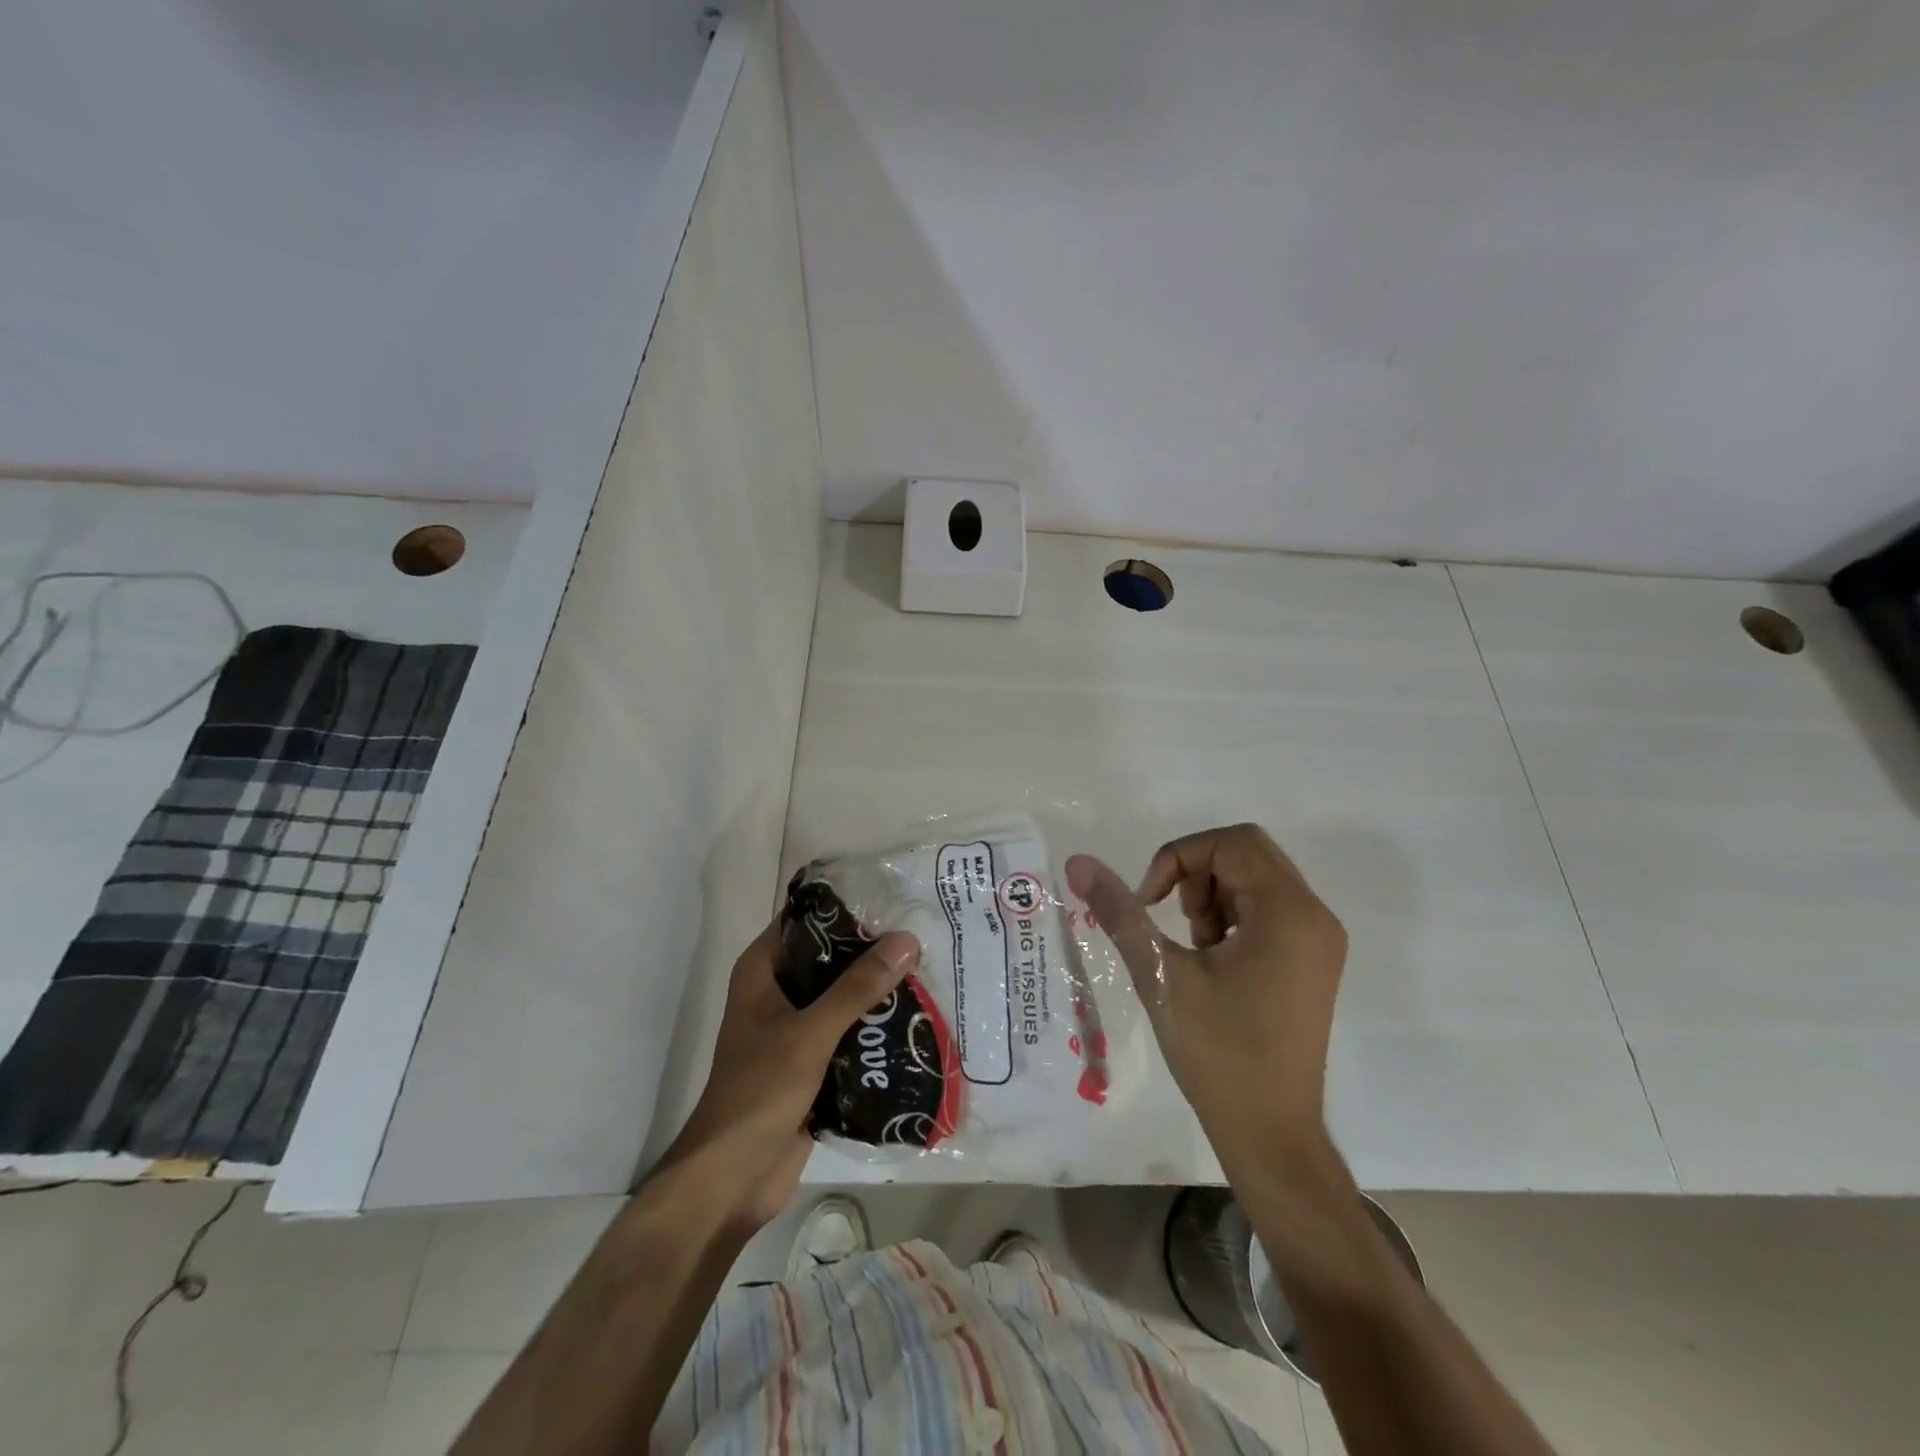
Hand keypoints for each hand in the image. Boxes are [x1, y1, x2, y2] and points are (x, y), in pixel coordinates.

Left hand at [659, 918, 919, 1231]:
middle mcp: (778, 992)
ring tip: (929, 969)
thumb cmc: (759, 1092)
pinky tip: (916, 1017)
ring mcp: (795, 1029)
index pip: (804, 919)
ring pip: (842, 995)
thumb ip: (857, 988)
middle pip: (829, 957)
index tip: (891, 897)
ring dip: (878, 989)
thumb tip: (906, 940)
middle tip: (922, 935)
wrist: (733, 1180)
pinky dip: (875, 1026)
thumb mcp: (810, 1033)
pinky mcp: (813, 1063)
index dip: (843, 906)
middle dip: (871, 950)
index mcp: (762, 972)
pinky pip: (849, 1032)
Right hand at [1066, 824, 1345, 1165]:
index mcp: (1288, 912)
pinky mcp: (1313, 960)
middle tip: (1170, 921)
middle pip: (1246, 854)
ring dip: (1210, 896)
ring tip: (1192, 948)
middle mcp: (1314, 915)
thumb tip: (1078, 862)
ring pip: (1255, 879)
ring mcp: (1319, 940)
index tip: (1148, 902)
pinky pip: (1268, 909)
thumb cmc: (1219, 1054)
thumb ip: (1119, 912)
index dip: (1179, 857)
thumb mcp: (1161, 976)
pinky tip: (1211, 961)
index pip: (1231, 842)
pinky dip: (1230, 917)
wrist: (1270, 1135)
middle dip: (1195, 875)